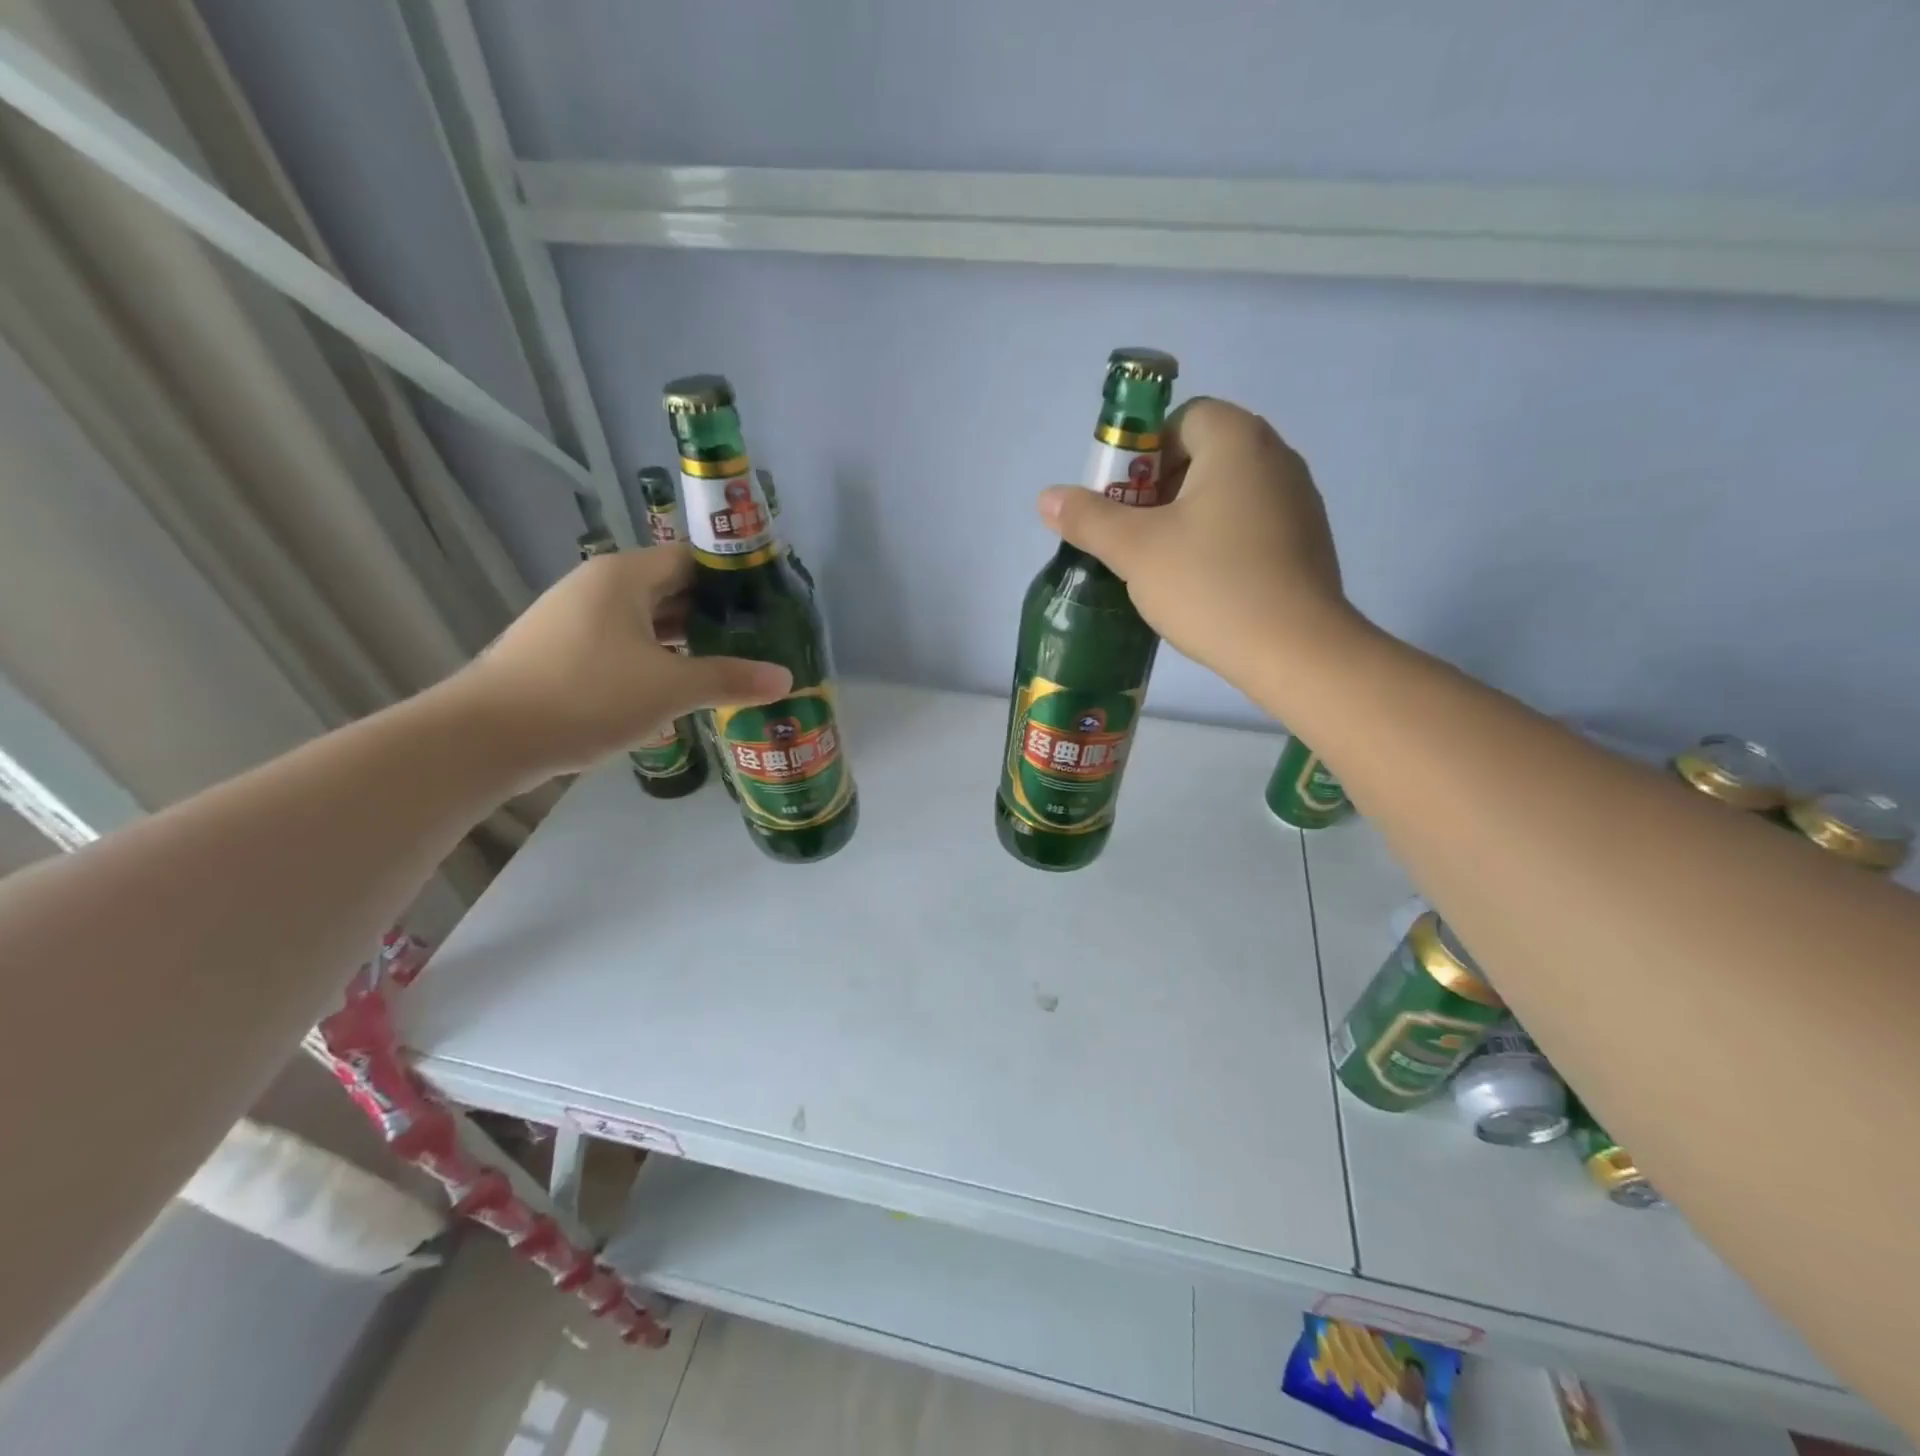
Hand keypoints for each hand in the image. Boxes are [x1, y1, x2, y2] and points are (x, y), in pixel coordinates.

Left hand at [449, 544, 790, 776]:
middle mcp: (598, 586)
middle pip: (670, 588)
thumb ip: (730, 679)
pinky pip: (625, 643)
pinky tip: (681, 683)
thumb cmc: (586, 694)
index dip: (733, 578)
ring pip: (647, 620)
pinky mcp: (564, 651)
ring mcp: (576, 619)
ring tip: (731, 660)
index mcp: (623, 576)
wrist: (487, 736)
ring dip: (687, 639)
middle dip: (715, 612)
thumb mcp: (670, 687)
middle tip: (760, 636)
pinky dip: (657, 657)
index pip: (692, 559)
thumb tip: (787, 678)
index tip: (770, 602)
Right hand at [1038, 398, 1350, 683]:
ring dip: (1189, 519)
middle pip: (1203, 455)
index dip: (1142, 455)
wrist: (1296, 650)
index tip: (1125, 503)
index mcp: (1237, 440)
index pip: (1181, 419)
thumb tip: (1047, 497)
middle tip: (1136, 539)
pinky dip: (1222, 542)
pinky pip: (1251, 525)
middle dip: (1160, 491)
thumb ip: (1087, 518)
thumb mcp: (1135, 550)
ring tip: (1166, 568)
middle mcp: (1276, 456)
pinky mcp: (1307, 541)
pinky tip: (1206, 586)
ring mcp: (1298, 500)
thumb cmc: (1210, 585)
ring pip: (1226, 493)